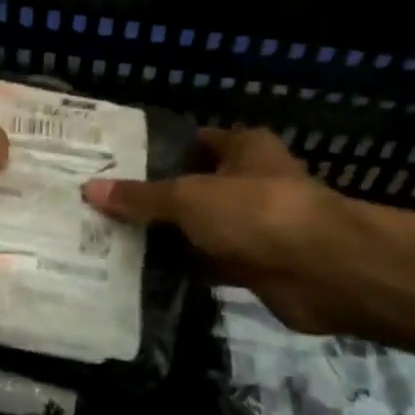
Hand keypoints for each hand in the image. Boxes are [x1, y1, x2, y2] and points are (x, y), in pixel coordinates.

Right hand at [82, 127, 359, 331]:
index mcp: (242, 148)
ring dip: (165, 236)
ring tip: (109, 238)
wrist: (324, 272)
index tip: (111, 164)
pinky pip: (207, 262)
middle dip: (151, 198)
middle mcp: (248, 182)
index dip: (153, 151)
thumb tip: (90, 189)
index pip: (190, 142)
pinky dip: (182, 268)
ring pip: (197, 228)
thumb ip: (141, 196)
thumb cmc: (256, 212)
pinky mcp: (252, 265)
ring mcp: (252, 226)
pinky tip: (140, 272)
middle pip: (190, 187)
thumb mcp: (189, 197)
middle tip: (101, 205)